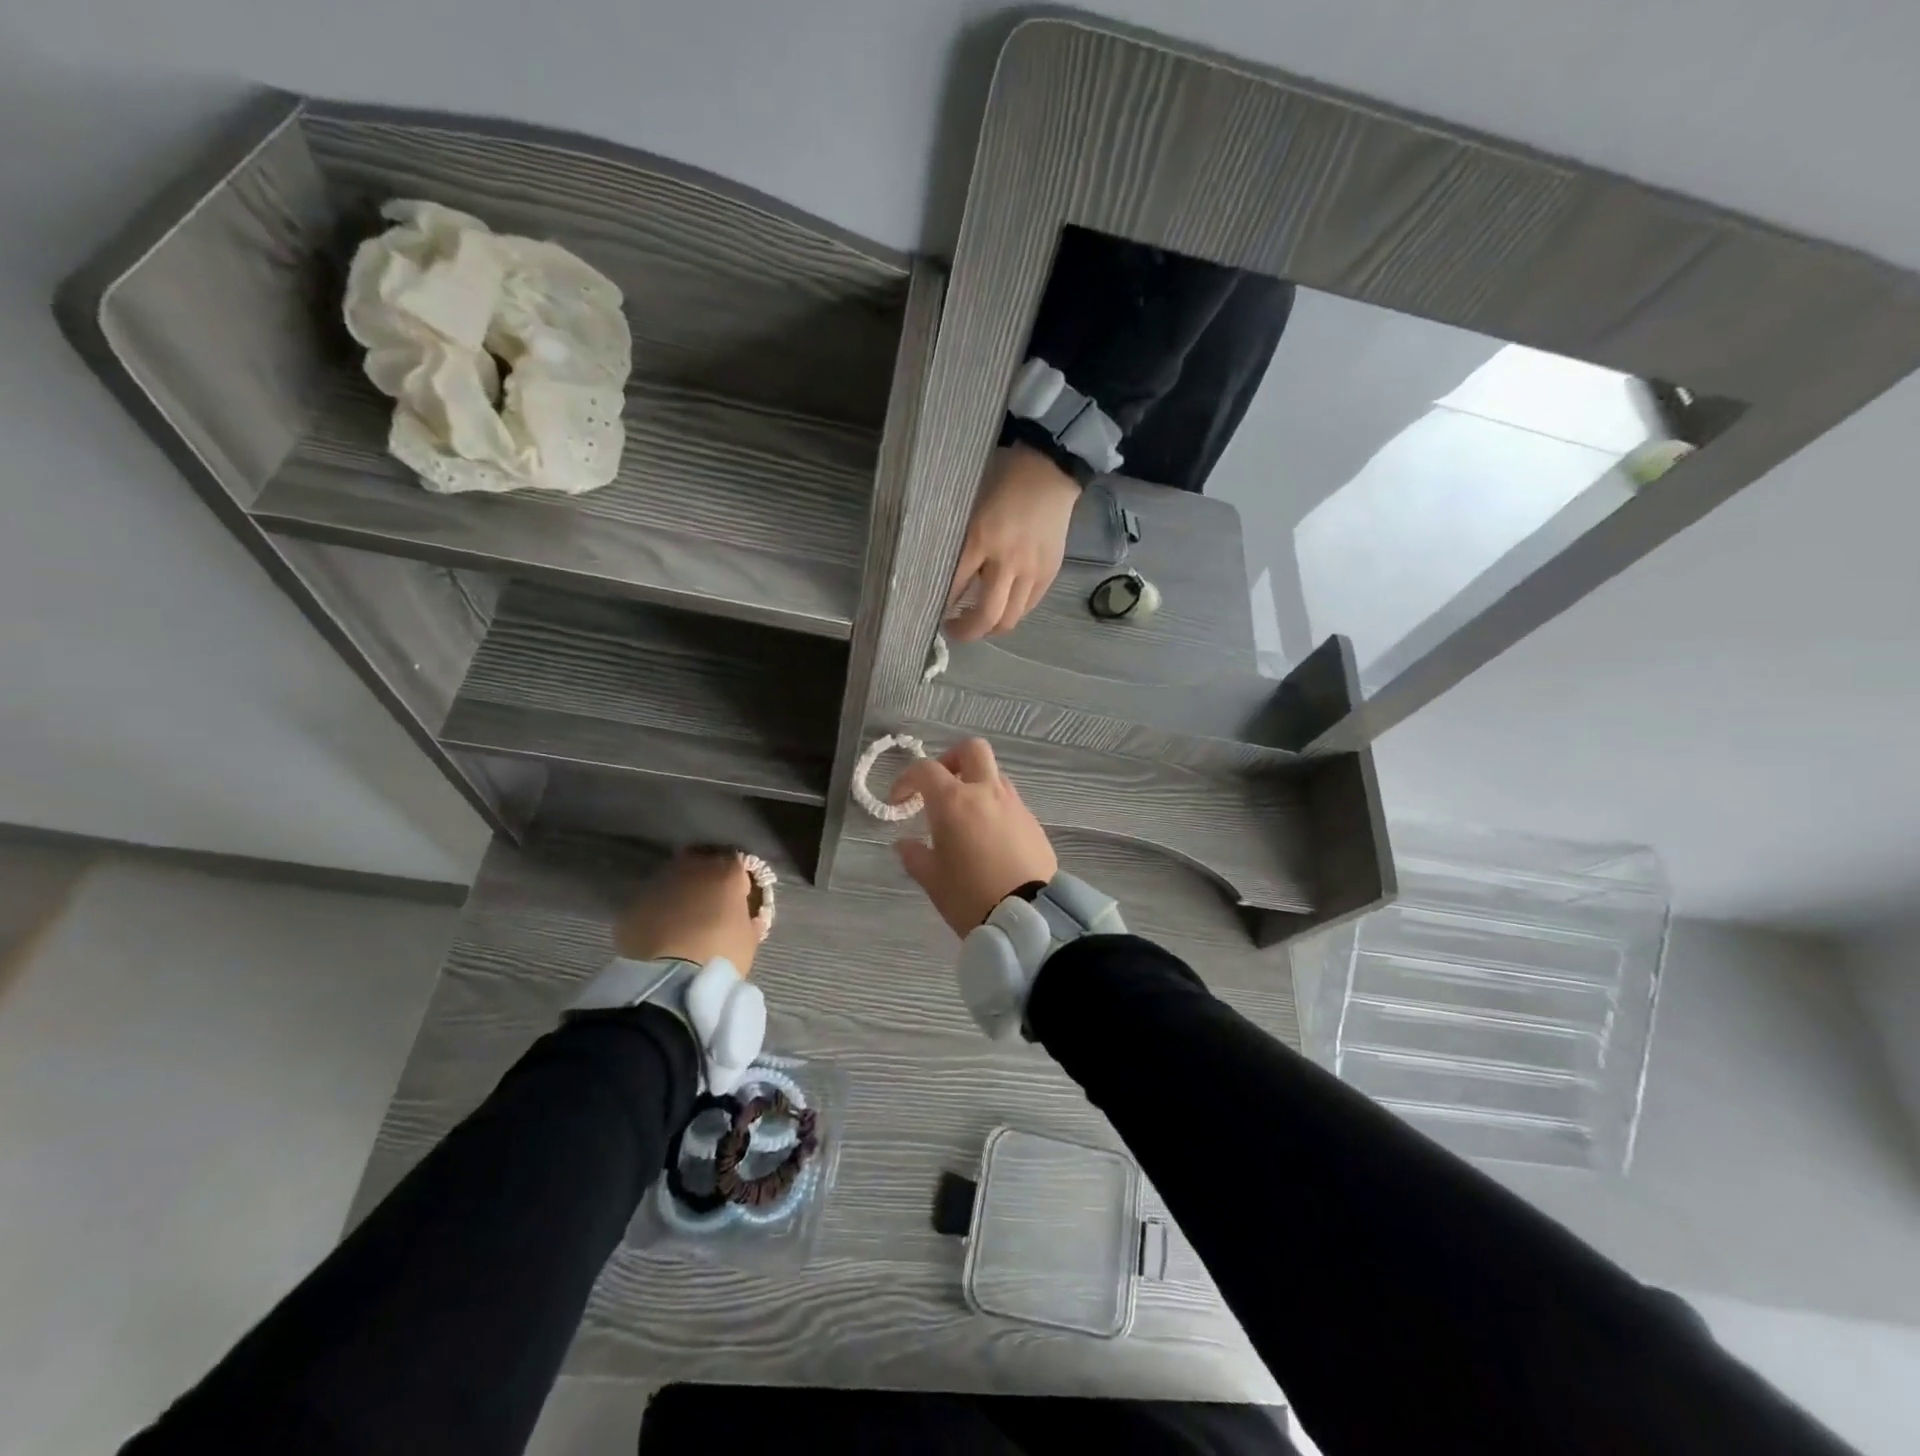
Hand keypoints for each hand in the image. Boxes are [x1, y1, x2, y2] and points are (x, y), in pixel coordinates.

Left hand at [614, 849, 761, 973]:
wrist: (671, 979)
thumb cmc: (721, 954)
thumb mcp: (749, 938)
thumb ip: (748, 919)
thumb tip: (745, 916)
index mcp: (727, 872)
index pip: (737, 863)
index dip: (738, 879)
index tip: (739, 896)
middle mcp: (693, 868)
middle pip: (702, 859)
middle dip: (707, 875)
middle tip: (711, 900)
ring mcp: (660, 883)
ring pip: (673, 877)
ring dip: (680, 889)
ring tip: (683, 916)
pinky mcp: (634, 903)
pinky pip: (652, 900)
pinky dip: (658, 909)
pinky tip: (661, 930)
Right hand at [890, 738, 1057, 935]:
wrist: (1028, 918)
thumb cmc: (969, 897)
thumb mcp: (932, 880)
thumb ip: (914, 855)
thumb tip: (904, 843)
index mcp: (954, 802)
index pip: (926, 769)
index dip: (906, 779)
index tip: (899, 800)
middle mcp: (986, 792)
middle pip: (972, 750)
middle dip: (951, 760)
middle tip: (939, 787)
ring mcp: (1014, 805)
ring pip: (994, 774)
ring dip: (976, 784)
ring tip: (964, 816)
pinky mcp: (1033, 822)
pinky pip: (1010, 801)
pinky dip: (994, 807)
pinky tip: (988, 837)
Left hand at [946, 443, 1080, 640]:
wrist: (1049, 470)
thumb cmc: (1001, 481)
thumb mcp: (969, 507)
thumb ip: (960, 542)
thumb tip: (943, 576)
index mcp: (981, 540)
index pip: (956, 587)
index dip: (943, 606)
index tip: (933, 612)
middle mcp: (1007, 561)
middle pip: (987, 615)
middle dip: (967, 631)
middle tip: (954, 630)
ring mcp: (1032, 570)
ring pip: (1010, 618)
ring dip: (990, 628)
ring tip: (979, 623)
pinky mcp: (1049, 573)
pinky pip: (1028, 606)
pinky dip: (1012, 613)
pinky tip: (1002, 607)